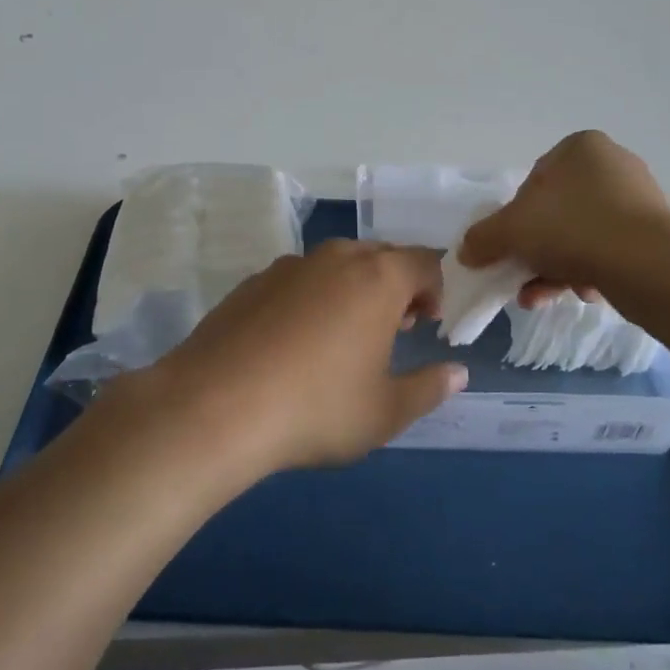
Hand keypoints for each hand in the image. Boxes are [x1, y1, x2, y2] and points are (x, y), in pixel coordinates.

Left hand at [137, 241, 467, 473]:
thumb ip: (428, 388)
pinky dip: (311, 299)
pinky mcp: (251, 282)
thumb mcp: (385, 412)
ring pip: (336, 266)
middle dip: (396, 287)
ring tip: (343, 338)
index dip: (435, 289)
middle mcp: (335, 258)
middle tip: (393, 330)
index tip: (426, 324)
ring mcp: (288, 266)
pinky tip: (294, 343)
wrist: (213, 407)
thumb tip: (457, 373)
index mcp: (378, 278)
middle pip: (380, 257)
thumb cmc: (316, 409)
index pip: (425, 262)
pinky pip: (298, 280)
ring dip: (353, 290)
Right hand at [460, 131, 669, 300]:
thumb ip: (483, 238)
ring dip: (557, 268)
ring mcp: (639, 199)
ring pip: (582, 236)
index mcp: (580, 147)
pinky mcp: (656, 233)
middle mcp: (613, 164)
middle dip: (537, 250)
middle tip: (524, 278)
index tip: (513, 245)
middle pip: (557, 212)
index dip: (517, 217)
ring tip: (543, 297)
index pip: (534, 181)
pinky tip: (582, 294)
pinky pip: (609, 251)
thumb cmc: (571, 227)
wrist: (647, 263)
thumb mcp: (511, 230)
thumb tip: (466, 252)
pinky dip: (589, 272)